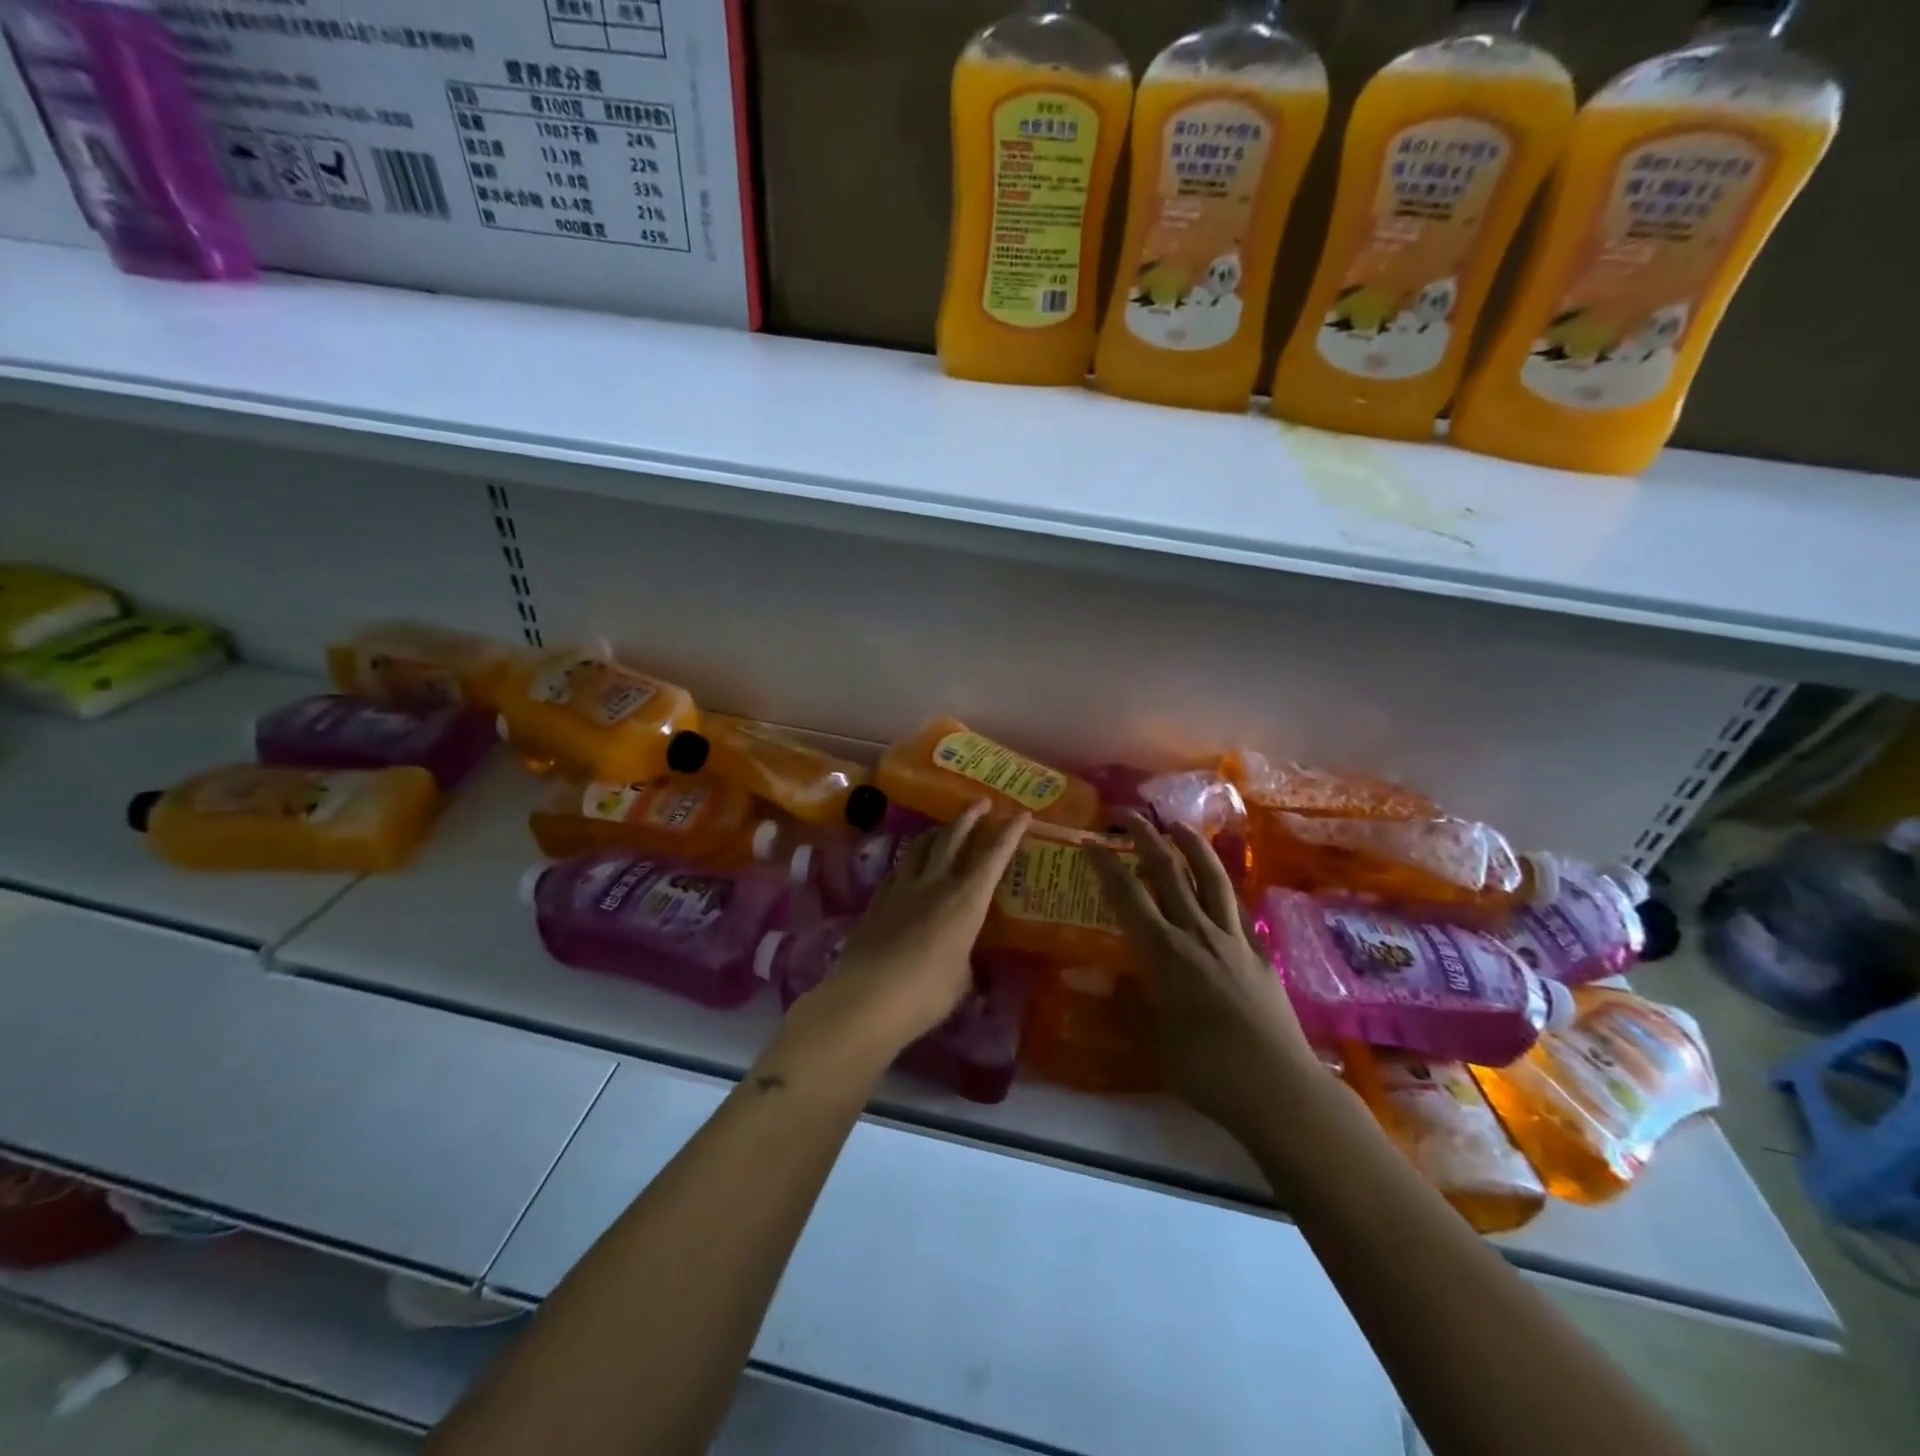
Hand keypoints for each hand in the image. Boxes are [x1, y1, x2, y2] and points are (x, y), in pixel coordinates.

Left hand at [786, 801, 1027, 1062]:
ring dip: (937, 831)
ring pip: (921, 846)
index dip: (1009, 834)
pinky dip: (909, 860)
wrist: (867, 998)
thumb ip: (967, 964)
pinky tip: (908, 864)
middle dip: (970, 817)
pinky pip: (897, 869)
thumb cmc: (926, 994)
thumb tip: (966, 963)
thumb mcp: (962, 983)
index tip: (1021, 814)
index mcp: (966, 901)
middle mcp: (935, 884)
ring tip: (944, 827)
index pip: (993, 858)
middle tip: (981, 802)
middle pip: (953, 838)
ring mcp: (902, 889)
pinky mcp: (877, 900)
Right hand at [1094, 812, 1326, 1139]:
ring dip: (1192, 847)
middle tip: (1129, 813)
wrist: (1280, 1090)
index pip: (1128, 896)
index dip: (1107, 865)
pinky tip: (1219, 882)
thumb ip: (1128, 1003)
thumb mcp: (1154, 1040)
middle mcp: (1197, 934)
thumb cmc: (1207, 1070)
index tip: (1090, 841)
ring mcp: (1233, 940)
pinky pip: (1238, 908)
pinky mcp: (1260, 953)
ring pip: (1210, 879)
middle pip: (1168, 873)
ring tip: (1178, 825)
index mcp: (1165, 953)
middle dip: (1146, 838)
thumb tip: (1100, 979)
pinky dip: (1224, 888)